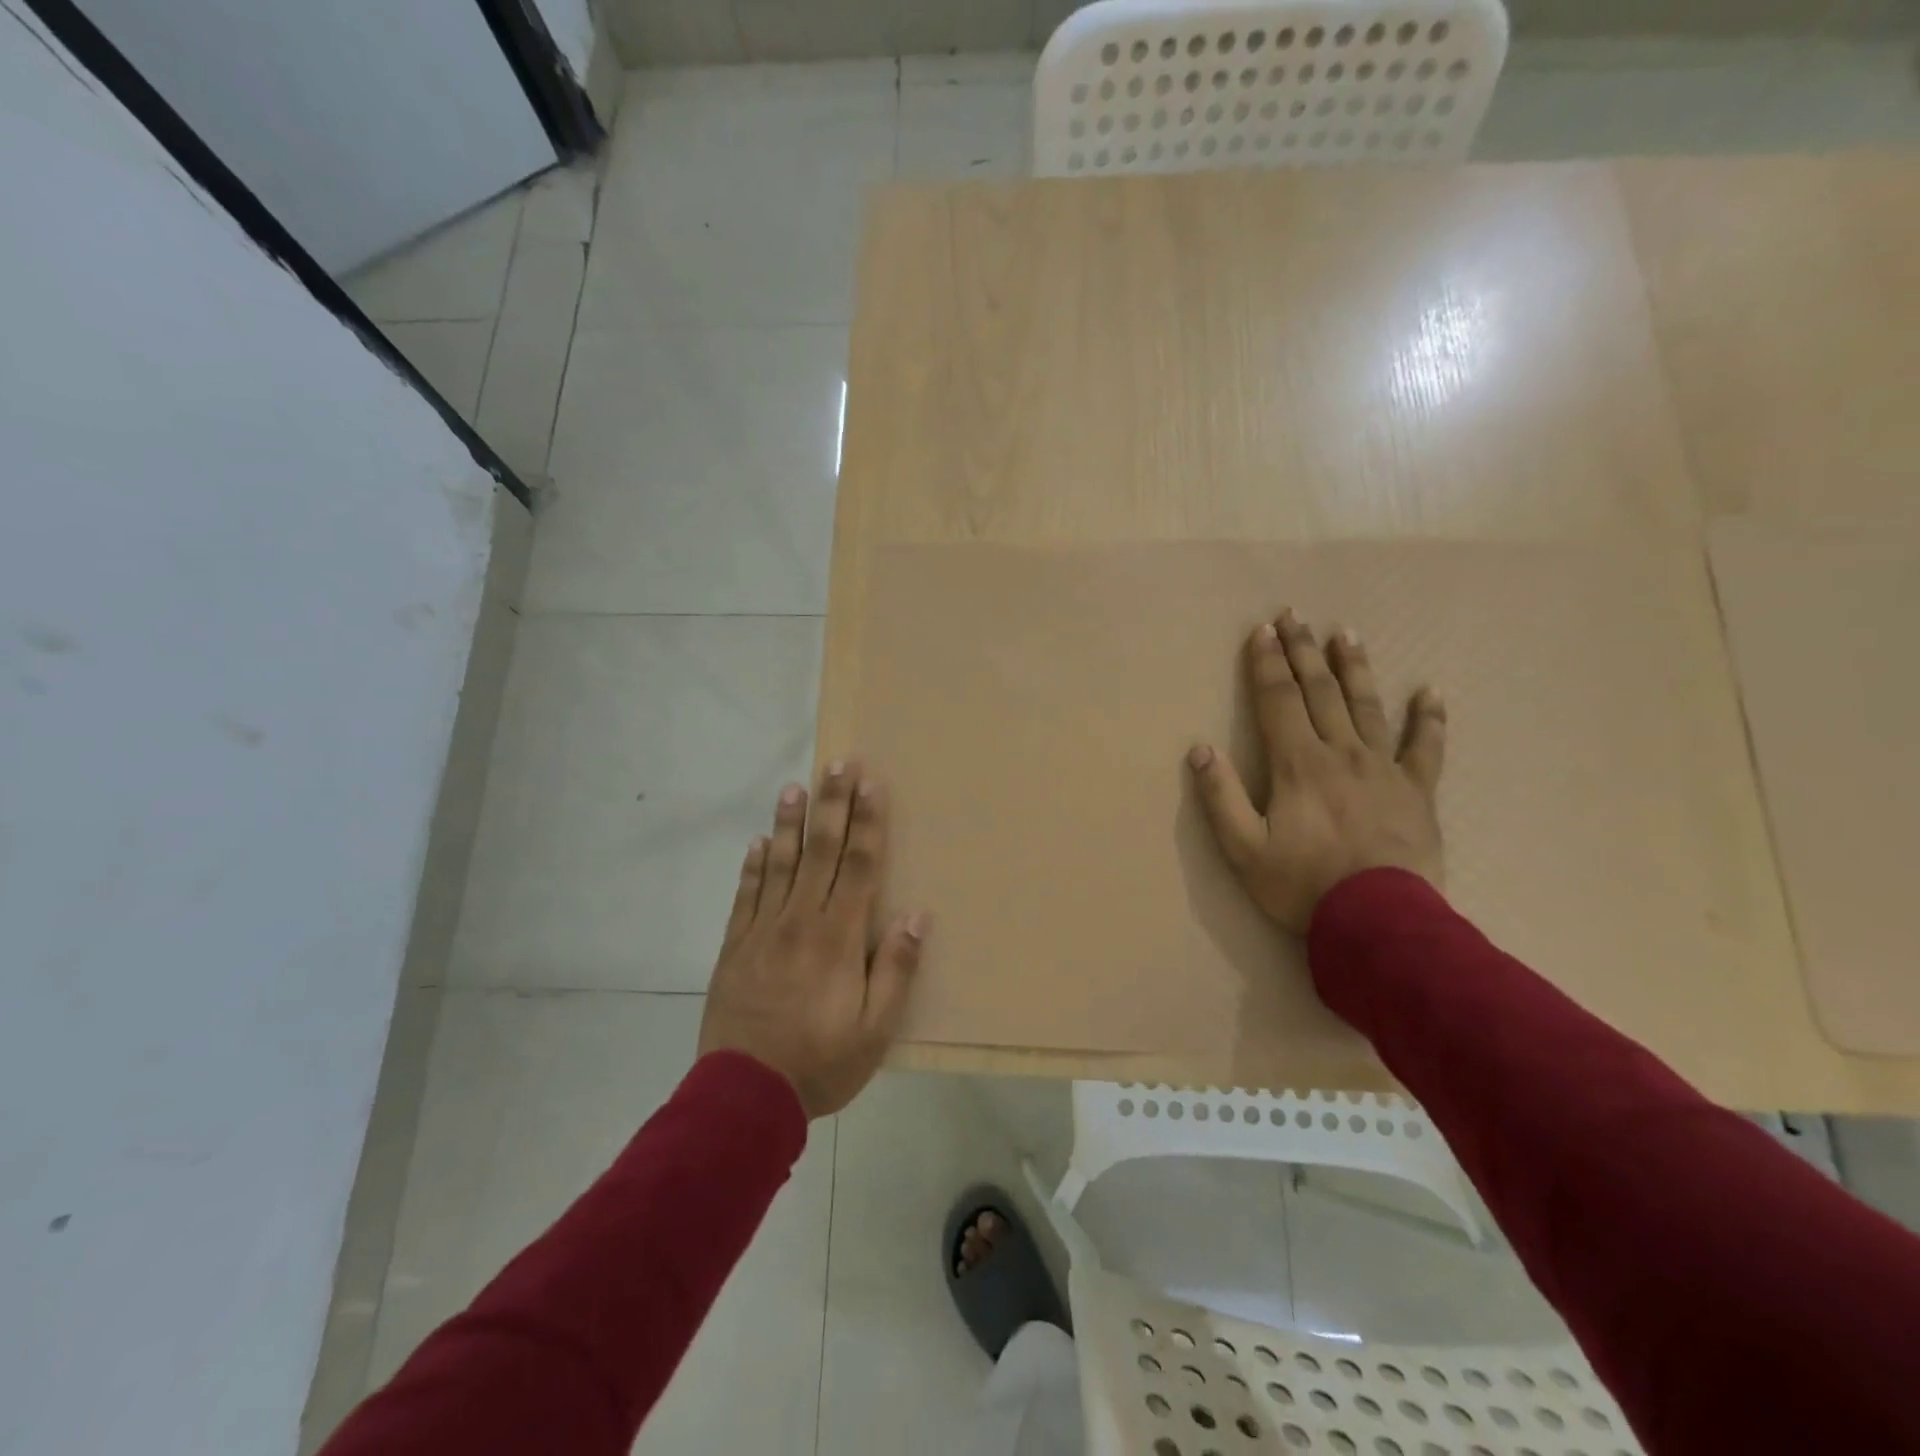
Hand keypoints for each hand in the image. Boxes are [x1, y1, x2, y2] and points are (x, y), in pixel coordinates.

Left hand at [698, 761, 929, 1118]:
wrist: (743, 1096)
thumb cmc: (820, 1063)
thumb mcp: (875, 1030)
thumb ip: (895, 970)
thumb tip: (916, 916)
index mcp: (838, 937)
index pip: (859, 867)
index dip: (868, 824)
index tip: (871, 785)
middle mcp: (801, 921)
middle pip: (820, 852)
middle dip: (832, 805)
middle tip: (838, 763)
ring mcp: (763, 931)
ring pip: (779, 864)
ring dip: (789, 824)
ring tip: (794, 788)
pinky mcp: (735, 947)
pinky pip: (745, 895)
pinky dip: (752, 866)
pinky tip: (757, 842)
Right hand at [1188, 610, 1445, 933]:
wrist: (1380, 923)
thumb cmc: (1303, 886)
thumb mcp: (1244, 850)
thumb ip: (1221, 797)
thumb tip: (1200, 750)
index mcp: (1298, 764)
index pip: (1278, 701)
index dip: (1266, 664)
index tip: (1261, 630)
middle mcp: (1341, 753)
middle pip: (1320, 692)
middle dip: (1303, 652)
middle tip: (1295, 616)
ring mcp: (1384, 769)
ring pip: (1367, 707)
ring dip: (1354, 668)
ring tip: (1346, 633)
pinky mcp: (1417, 792)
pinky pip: (1425, 748)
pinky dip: (1429, 719)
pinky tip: (1430, 692)